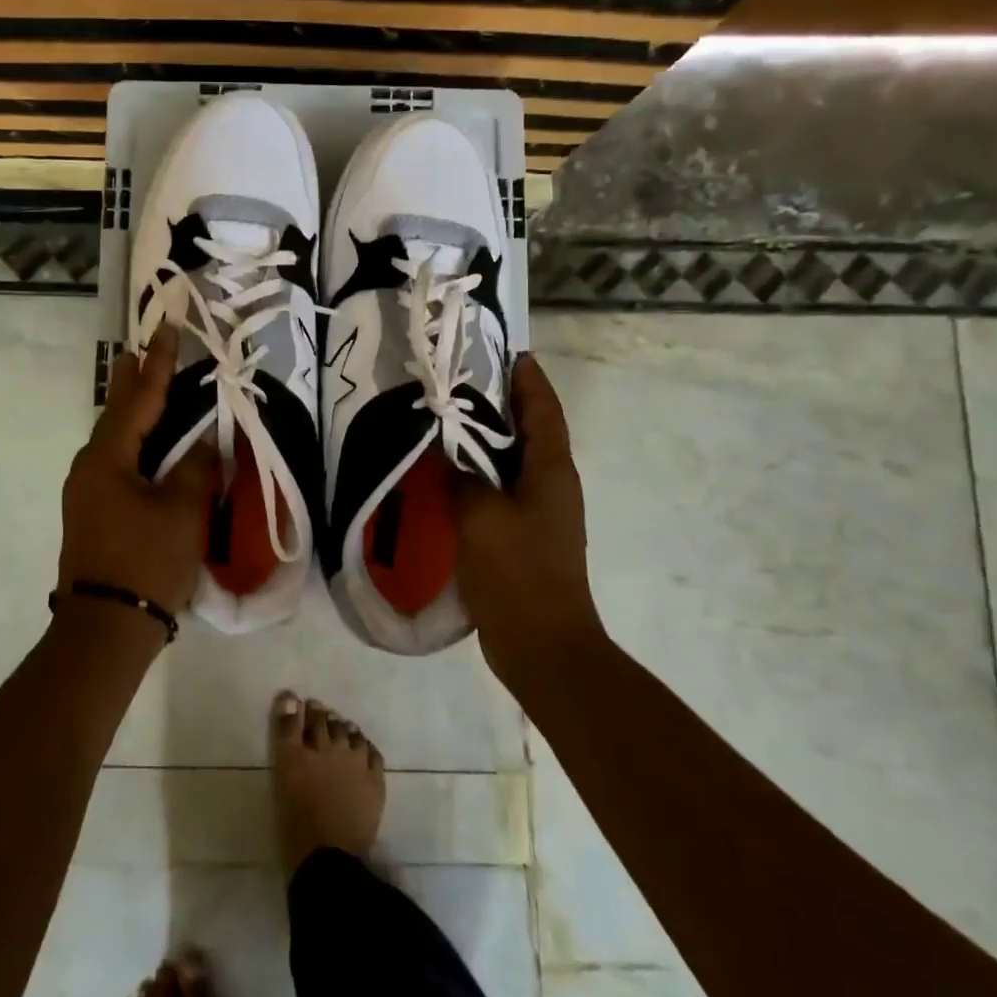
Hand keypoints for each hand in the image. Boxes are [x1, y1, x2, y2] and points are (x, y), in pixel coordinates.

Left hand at [57, 327, 216, 617]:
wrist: (104, 629)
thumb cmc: (145, 562)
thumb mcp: (182, 512)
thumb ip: (196, 468)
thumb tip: (206, 443)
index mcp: (107, 458)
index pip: (139, 398)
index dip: (158, 363)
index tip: (165, 328)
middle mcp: (90, 467)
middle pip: (119, 414)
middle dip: (136, 381)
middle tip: (146, 348)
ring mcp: (87, 491)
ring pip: (117, 440)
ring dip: (136, 413)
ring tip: (150, 386)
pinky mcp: (94, 513)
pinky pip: (118, 463)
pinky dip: (137, 444)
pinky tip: (150, 445)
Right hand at [456, 354, 603, 684]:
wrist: (542, 645)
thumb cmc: (517, 572)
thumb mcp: (481, 516)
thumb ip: (461, 478)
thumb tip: (445, 454)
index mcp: (551, 471)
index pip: (544, 410)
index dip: (529, 379)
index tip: (509, 352)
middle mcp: (552, 486)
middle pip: (531, 432)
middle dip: (504, 403)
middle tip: (463, 382)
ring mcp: (540, 514)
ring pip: (513, 462)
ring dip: (488, 440)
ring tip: (448, 422)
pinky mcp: (523, 538)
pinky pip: (500, 492)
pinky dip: (479, 475)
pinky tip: (447, 477)